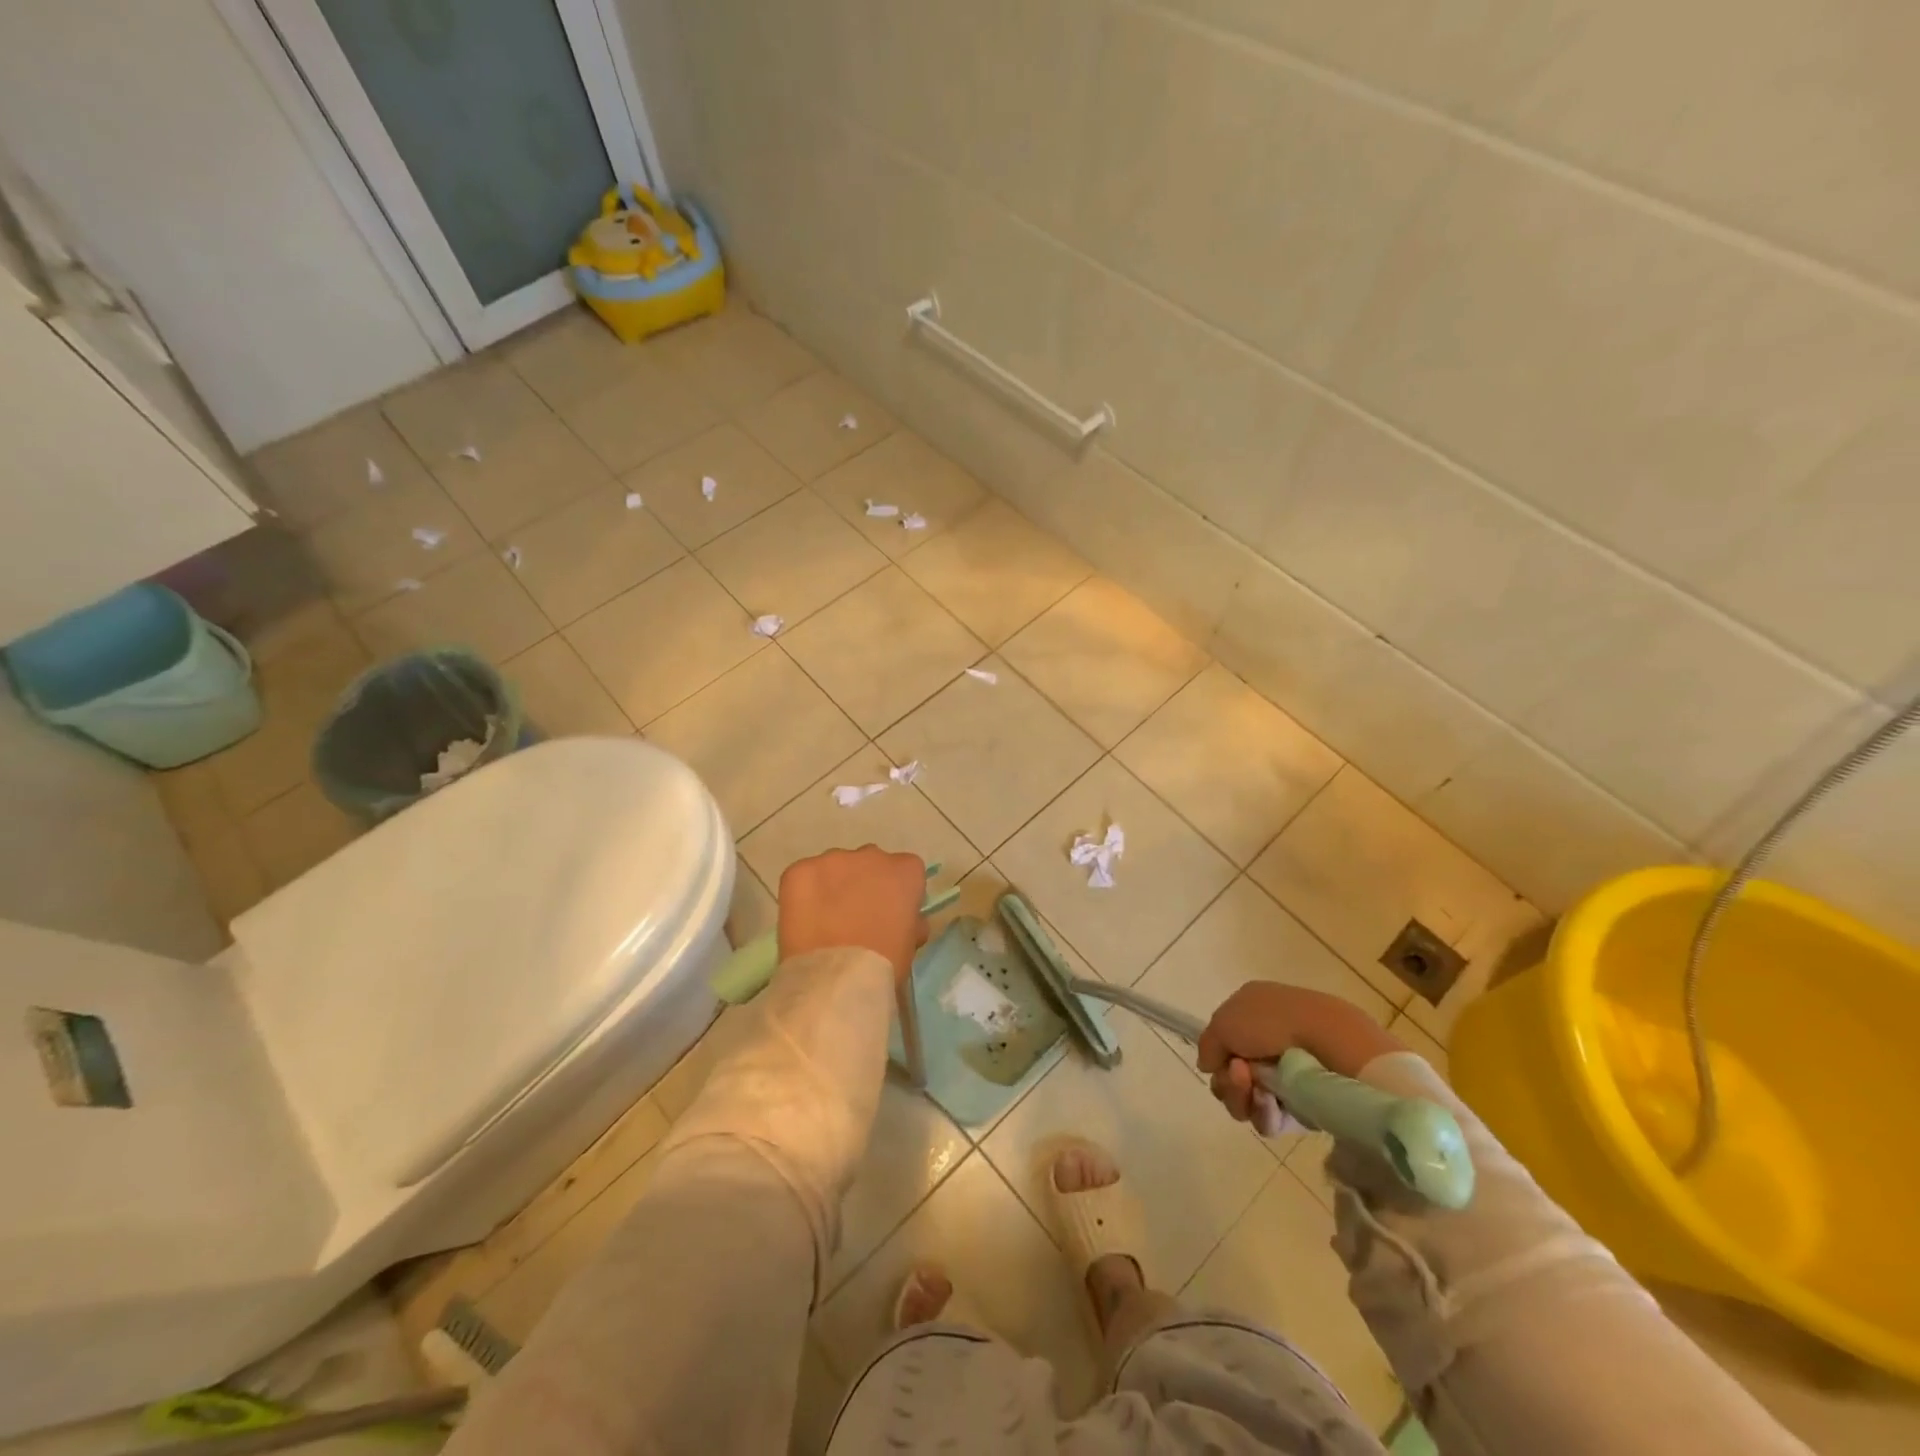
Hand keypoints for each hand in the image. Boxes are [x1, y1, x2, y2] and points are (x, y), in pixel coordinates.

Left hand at [778, 846, 929, 982]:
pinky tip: (803, 920)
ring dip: (833, 886)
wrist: (836, 977)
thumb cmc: (883, 965)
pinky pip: (804, 876)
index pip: (906, 870)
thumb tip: (905, 920)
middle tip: (855, 917)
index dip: (896, 892)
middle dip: (863, 883)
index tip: (889, 914)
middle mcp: (871, 856)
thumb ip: (910, 922)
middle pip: (869, 863)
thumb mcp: (910, 945)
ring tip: (824, 921)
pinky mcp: (800, 870)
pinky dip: (803, 893)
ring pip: (835, 867)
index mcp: (905, 872)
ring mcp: (833, 860)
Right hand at [1197, 983, 1402, 1128]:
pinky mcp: (1303, 1106)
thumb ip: (1207, 1045)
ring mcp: (1286, 1075)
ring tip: (1258, 1089)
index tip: (1221, 1060)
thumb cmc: (1272, 1023)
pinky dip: (1264, 1113)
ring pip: (1246, 1100)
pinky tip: (1272, 1104)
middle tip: (1240, 1075)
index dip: (1216, 1056)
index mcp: (1251, 1014)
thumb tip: (1209, 1066)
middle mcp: (1266, 1044)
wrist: (1327, 1042)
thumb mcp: (1224, 1022)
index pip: (1222, 1044)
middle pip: (1230, 1076)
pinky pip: (1270, 1119)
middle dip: (1228, 1081)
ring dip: (1242, 1097)